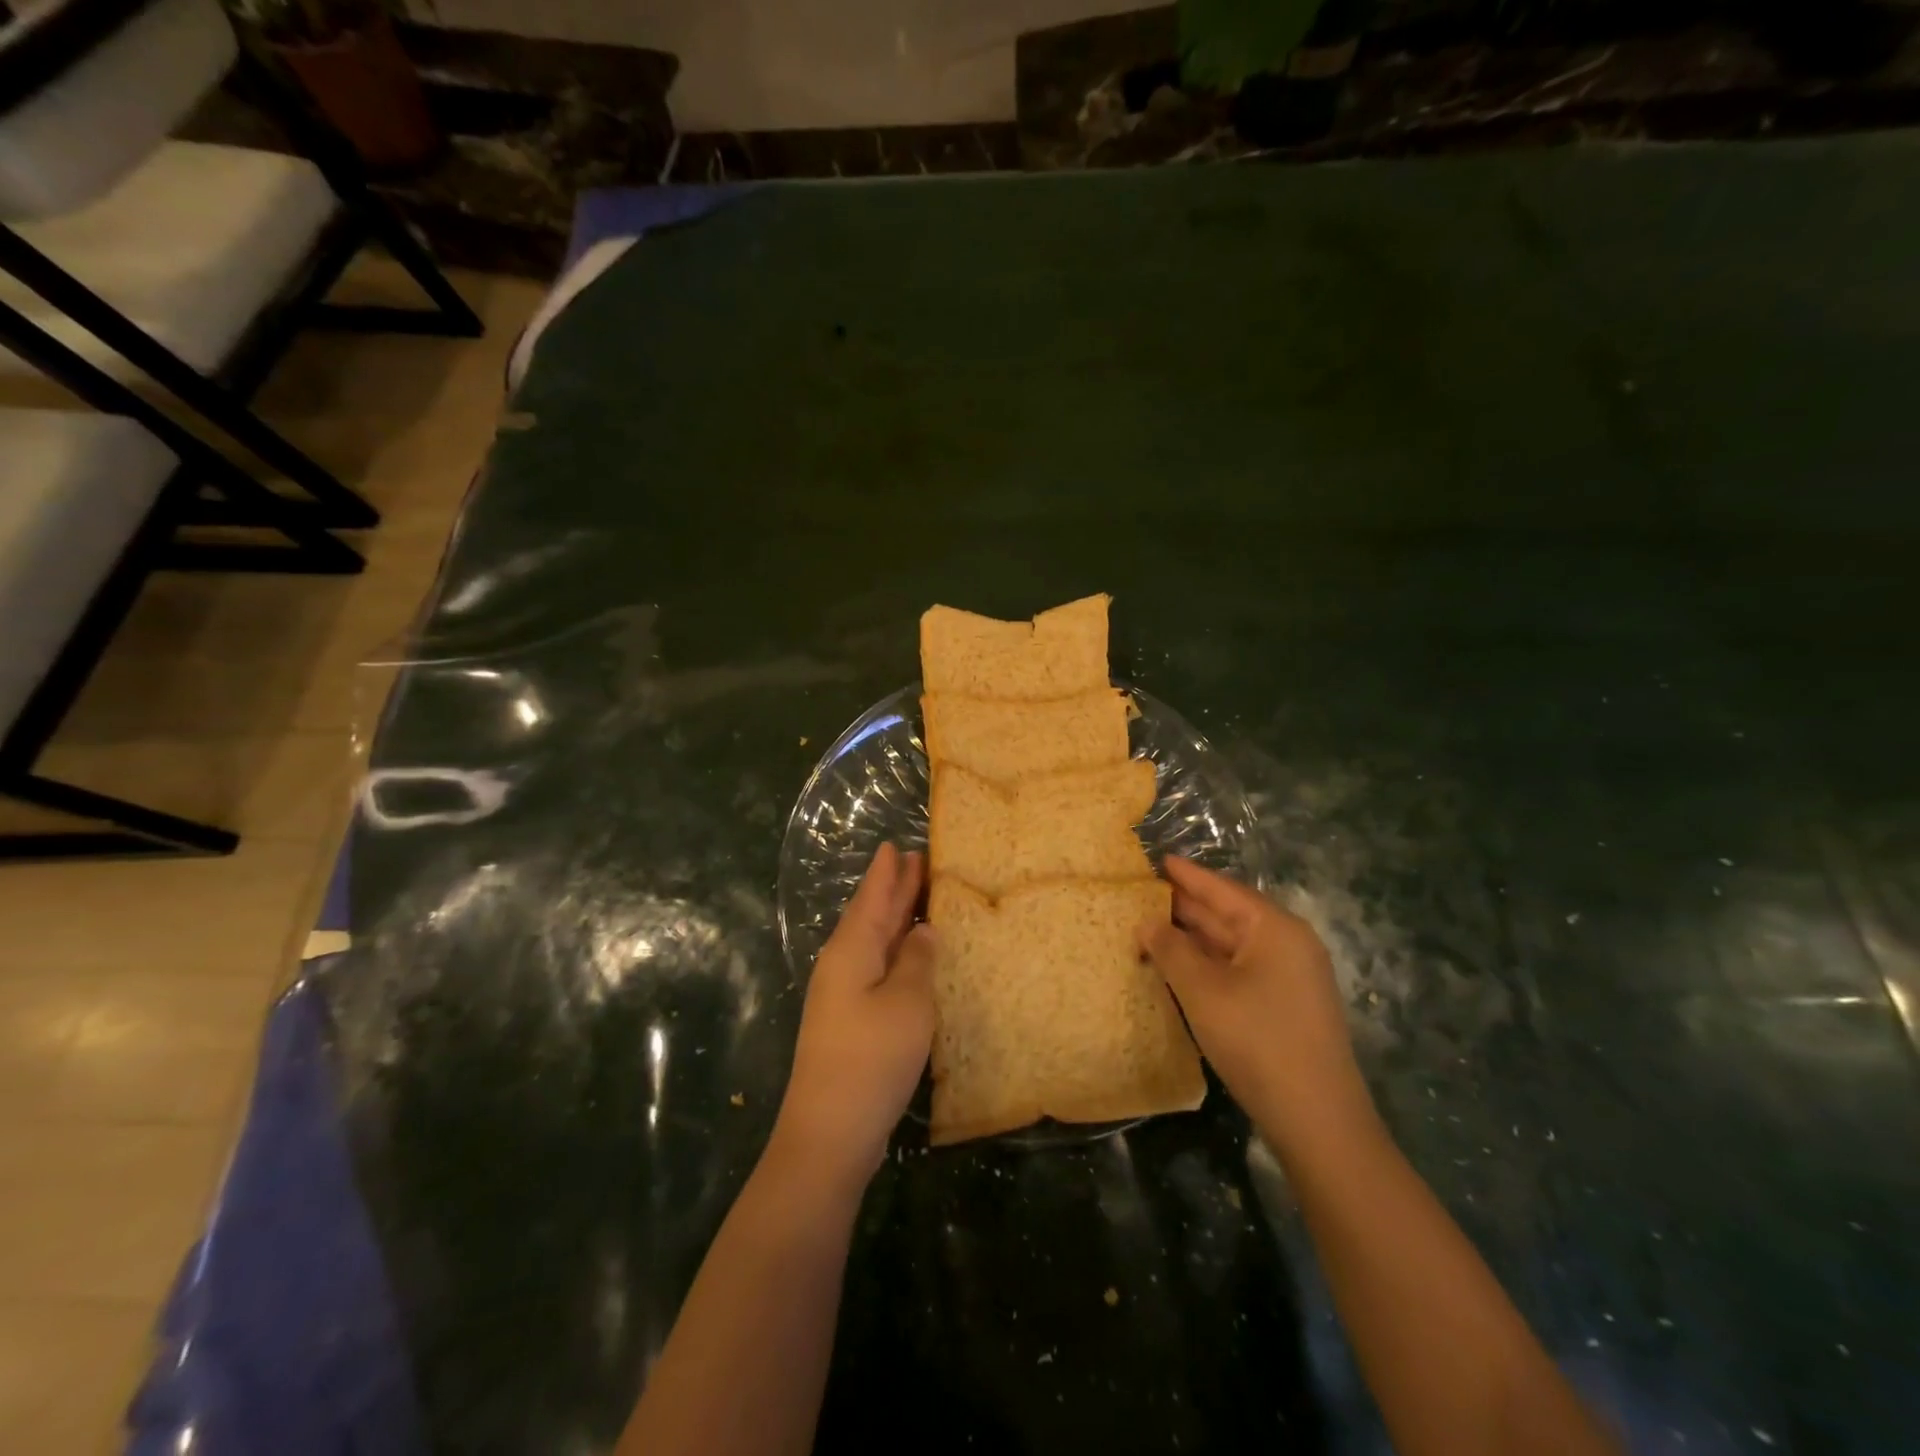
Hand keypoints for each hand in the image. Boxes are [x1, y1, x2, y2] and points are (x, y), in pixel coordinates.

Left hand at [774, 842, 935, 1185]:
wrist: (830, 1132)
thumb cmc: (871, 1057)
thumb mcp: (907, 1002)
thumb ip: (918, 960)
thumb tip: (924, 930)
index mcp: (851, 950)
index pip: (872, 898)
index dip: (886, 872)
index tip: (896, 844)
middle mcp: (842, 964)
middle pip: (871, 916)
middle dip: (892, 889)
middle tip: (916, 860)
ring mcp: (843, 995)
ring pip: (873, 942)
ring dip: (895, 918)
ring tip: (917, 896)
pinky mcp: (851, 1021)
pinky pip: (877, 968)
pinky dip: (895, 952)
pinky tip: (910, 955)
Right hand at [1140, 857, 1377, 1161]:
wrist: (1317, 1119)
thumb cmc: (1257, 1040)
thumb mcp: (1203, 990)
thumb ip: (1170, 949)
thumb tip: (1146, 922)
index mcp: (1275, 928)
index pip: (1222, 889)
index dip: (1188, 875)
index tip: (1158, 859)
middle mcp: (1287, 944)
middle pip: (1229, 914)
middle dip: (1186, 906)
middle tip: (1143, 894)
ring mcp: (1290, 977)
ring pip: (1233, 945)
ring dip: (1194, 938)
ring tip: (1152, 926)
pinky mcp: (1286, 1005)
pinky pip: (1240, 969)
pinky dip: (1208, 963)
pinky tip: (1181, 966)